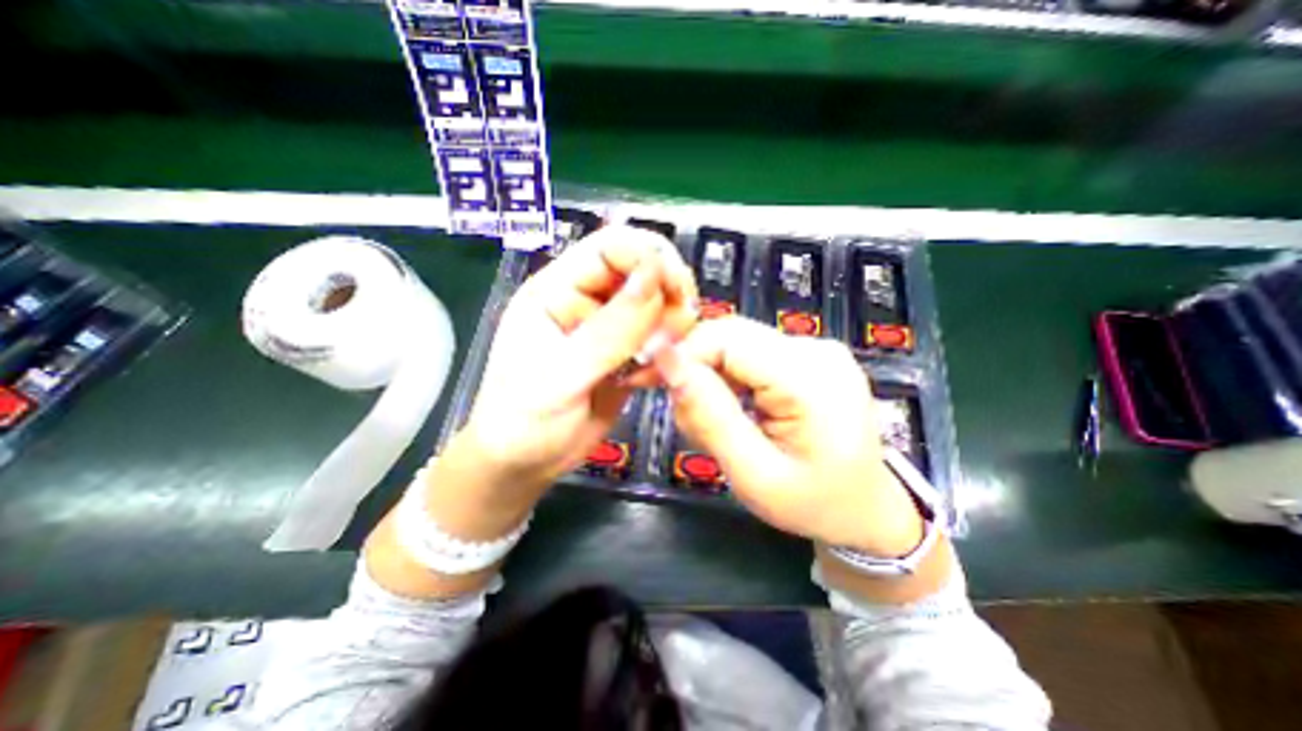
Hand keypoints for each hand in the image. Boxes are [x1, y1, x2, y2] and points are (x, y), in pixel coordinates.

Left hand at [458, 227, 701, 501]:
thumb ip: (611, 330)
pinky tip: (653, 376)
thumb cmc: (524, 421)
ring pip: (658, 303)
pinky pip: (660, 338)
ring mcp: (609, 328)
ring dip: (673, 324)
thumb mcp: (563, 375)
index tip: (676, 291)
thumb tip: (655, 277)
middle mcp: (587, 301)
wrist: (525, 464)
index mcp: (557, 290)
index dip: (648, 257)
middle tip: (678, 329)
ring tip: (663, 358)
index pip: (611, 246)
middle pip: (642, 269)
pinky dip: (669, 351)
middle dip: (670, 292)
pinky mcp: (626, 354)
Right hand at [662, 316, 924, 555]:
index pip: (726, 339)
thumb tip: (667, 363)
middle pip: (730, 335)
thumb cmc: (814, 503)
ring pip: (736, 343)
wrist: (867, 509)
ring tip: (712, 422)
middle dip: (694, 368)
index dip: (682, 354)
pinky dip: (729, 378)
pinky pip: (751, 354)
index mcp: (811, 378)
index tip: (649, 382)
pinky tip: (733, 411)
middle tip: (682, 412)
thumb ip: (710, 417)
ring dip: (711, 377)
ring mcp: (815, 349)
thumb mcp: (754, 475)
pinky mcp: (808, 356)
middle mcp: (816, 349)